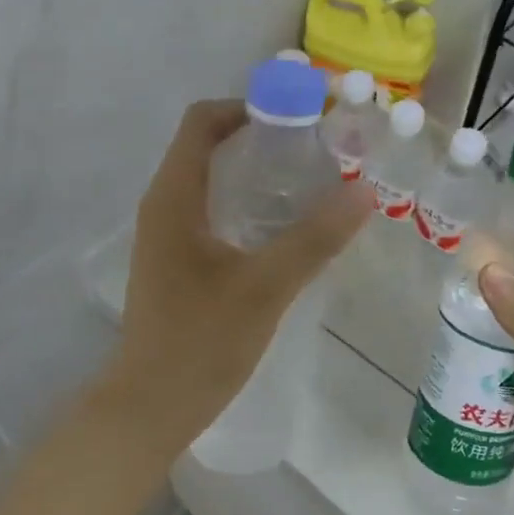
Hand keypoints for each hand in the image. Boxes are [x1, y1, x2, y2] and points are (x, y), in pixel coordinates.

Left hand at [105, 100, 372, 449]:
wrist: (150, 407)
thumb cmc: (200, 342)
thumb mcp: (265, 287)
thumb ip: (314, 238)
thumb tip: (363, 190)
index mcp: (173, 197)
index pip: (203, 121)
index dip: (251, 106)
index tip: (303, 119)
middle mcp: (164, 206)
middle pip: (210, 147)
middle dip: (264, 140)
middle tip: (320, 152)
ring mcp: (167, 237)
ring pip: (213, 183)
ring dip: (258, 176)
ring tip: (312, 186)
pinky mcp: (176, 264)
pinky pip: (213, 215)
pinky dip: (248, 207)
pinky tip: (285, 232)